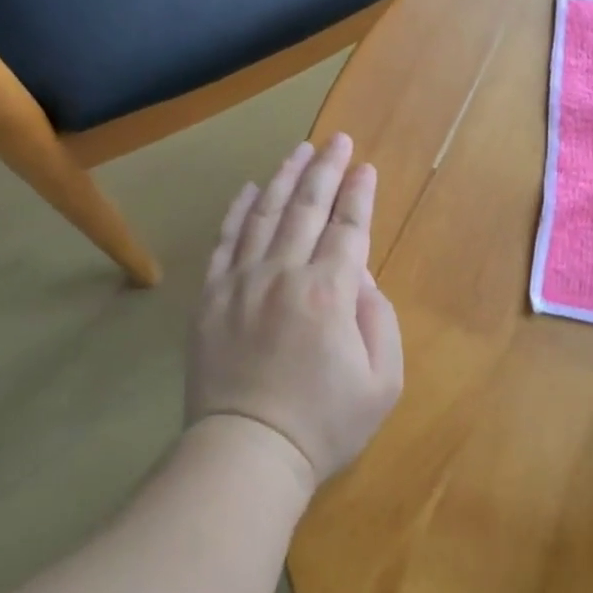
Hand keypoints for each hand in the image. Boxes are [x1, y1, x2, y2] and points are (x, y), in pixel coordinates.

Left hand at [187, 134, 404, 489]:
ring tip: (298, 151)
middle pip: (307, 208)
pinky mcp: (211, 297)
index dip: (359, 194)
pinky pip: (226, 241)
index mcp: (330, 293)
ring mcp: (242, 282)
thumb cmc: (323, 424)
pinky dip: (239, 211)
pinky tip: (250, 190)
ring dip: (285, 178)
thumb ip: (379, 319)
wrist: (246, 452)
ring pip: (265, 214)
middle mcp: (284, 274)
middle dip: (326, 169)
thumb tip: (360, 276)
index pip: (349, 229)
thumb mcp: (382, 381)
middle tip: (336, 140)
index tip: (365, 167)